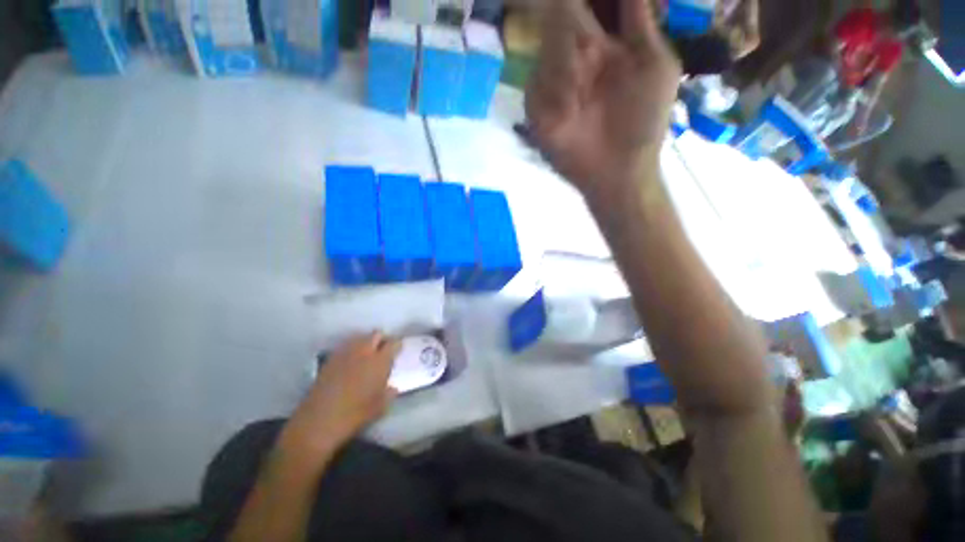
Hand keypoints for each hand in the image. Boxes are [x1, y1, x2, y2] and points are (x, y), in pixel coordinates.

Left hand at [281, 333, 400, 459]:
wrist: (318, 421)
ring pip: (360, 337)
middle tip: (383, 350)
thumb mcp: (380, 407)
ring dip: (366, 342)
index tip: (398, 350)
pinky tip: (351, 362)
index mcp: (380, 361)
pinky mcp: (330, 359)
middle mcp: (364, 352)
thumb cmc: (354, 415)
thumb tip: (392, 387)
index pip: (394, 343)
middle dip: (382, 339)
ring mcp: (345, 353)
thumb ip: (389, 393)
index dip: (398, 345)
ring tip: (367, 355)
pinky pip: (345, 346)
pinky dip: (351, 349)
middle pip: (376, 334)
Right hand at [525, 0, 680, 194]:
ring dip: (566, 68)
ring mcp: (552, 86)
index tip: (584, 21)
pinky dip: (553, 95)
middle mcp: (573, 60)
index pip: (581, 6)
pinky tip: (569, 113)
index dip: (573, 2)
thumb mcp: (656, 64)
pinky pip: (534, 87)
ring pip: (547, 53)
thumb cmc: (644, 121)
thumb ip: (641, 21)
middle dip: (575, 39)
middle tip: (593, 67)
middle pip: (559, 20)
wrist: (618, 170)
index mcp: (602, 45)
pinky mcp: (536, 112)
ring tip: (584, 101)